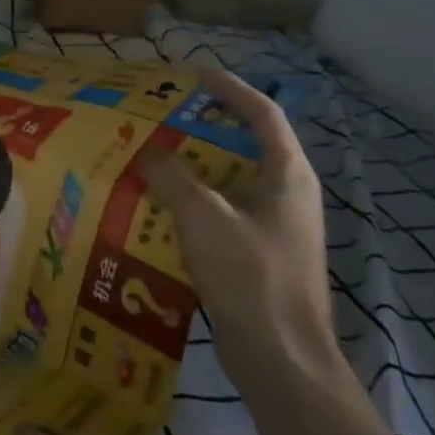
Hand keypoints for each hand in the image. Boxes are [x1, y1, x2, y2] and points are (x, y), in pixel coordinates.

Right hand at [135, 69, 334, 394]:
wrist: (282, 361)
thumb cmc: (250, 276)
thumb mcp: (202, 216)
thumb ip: (171, 176)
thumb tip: (148, 152)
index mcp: (286, 174)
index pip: (262, 113)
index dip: (228, 88)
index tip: (193, 74)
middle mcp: (286, 194)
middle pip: (243, 146)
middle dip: (201, 130)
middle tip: (160, 119)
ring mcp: (275, 226)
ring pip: (229, 182)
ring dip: (192, 169)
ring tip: (150, 160)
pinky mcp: (260, 254)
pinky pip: (222, 212)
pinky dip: (193, 203)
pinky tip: (159, 210)